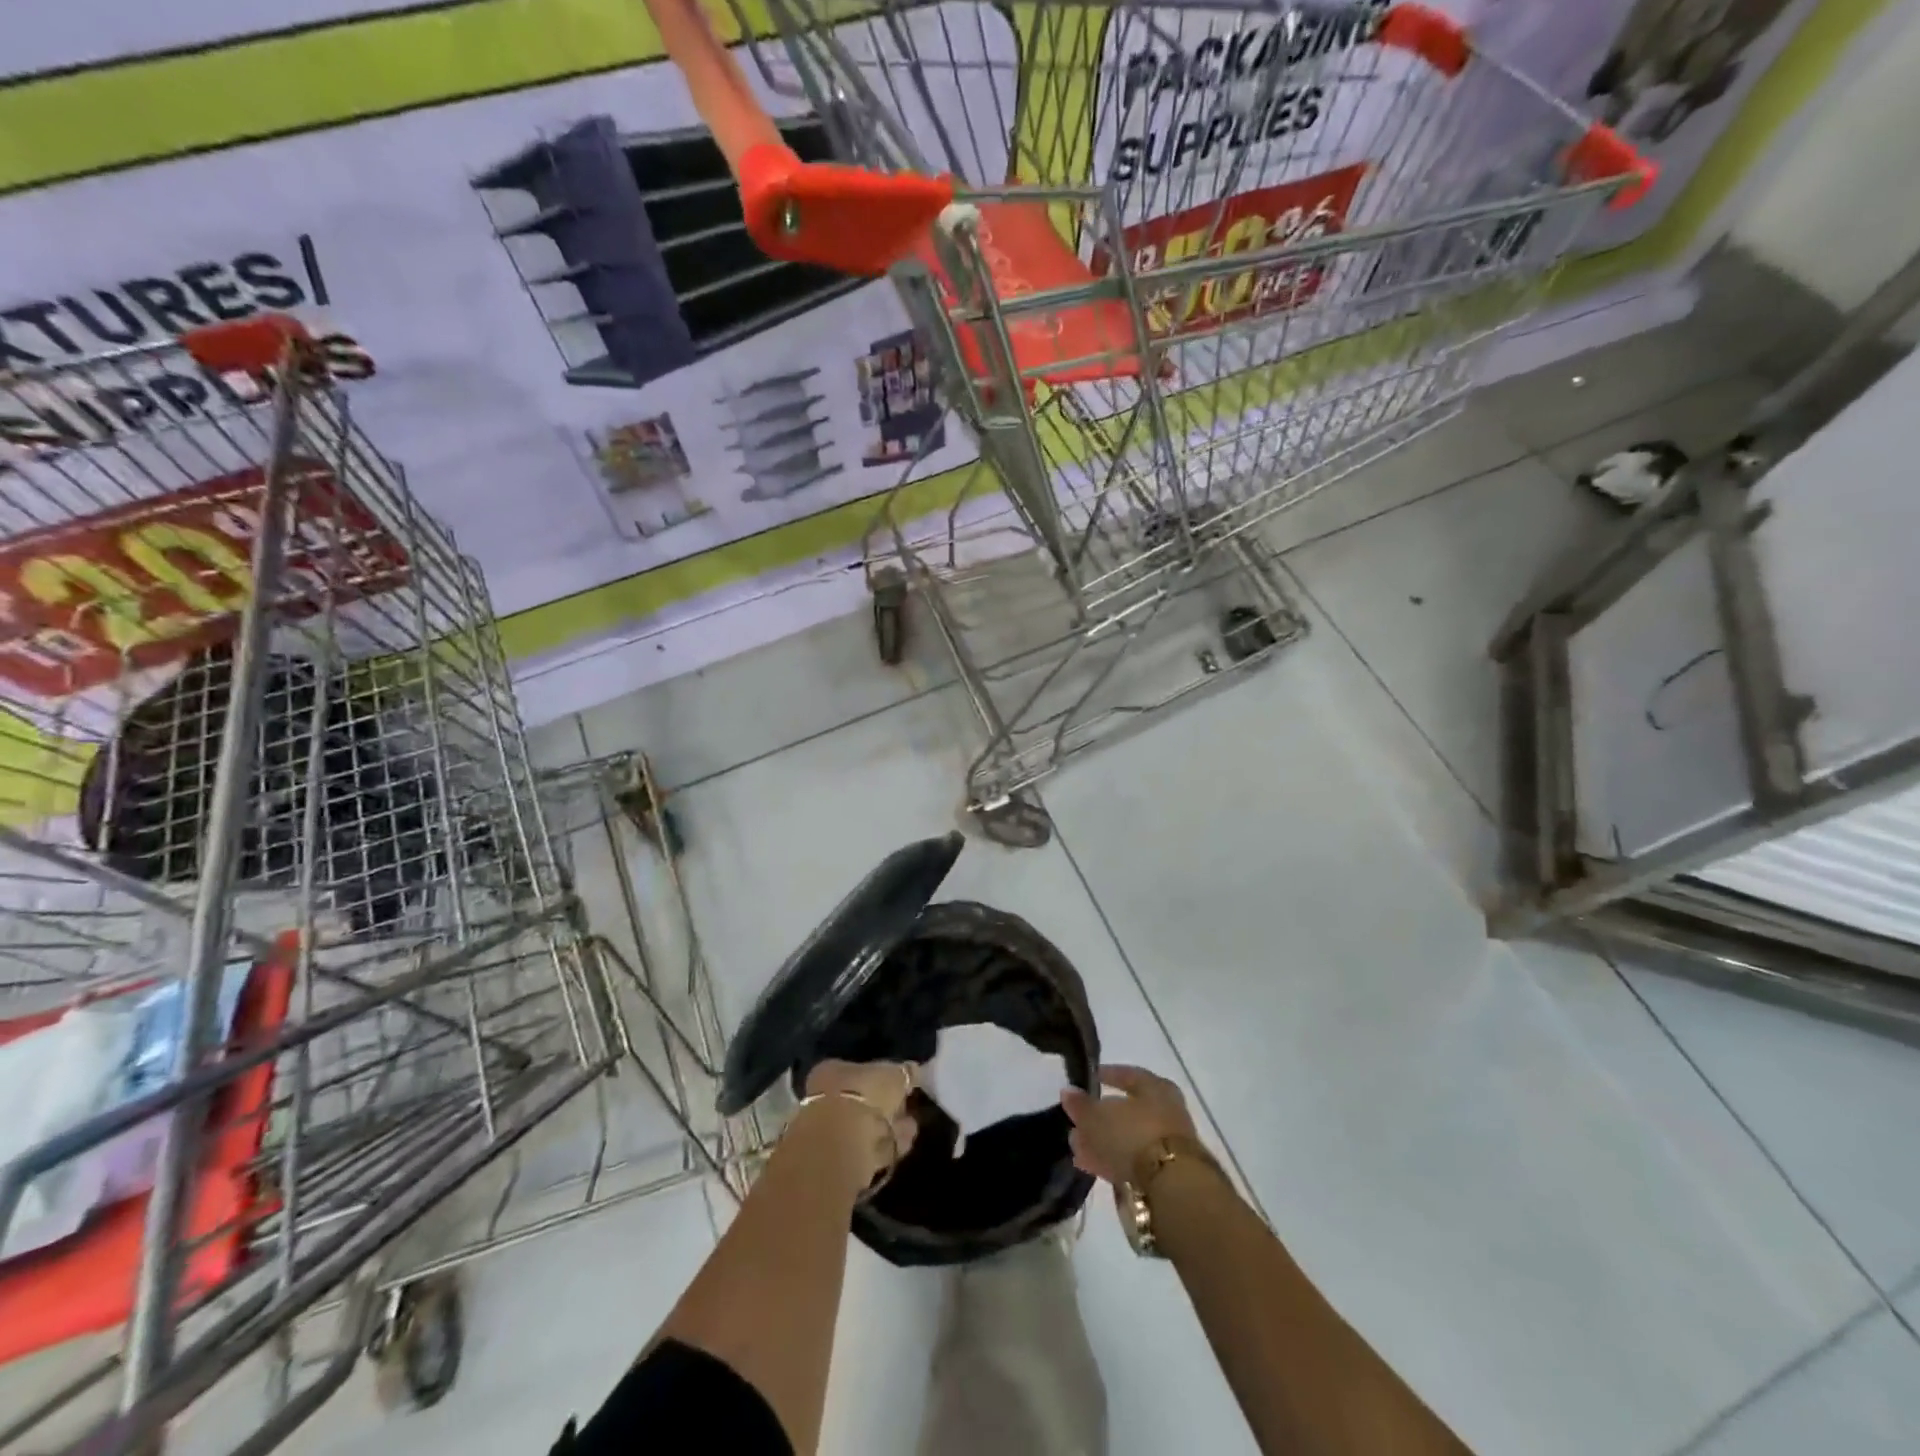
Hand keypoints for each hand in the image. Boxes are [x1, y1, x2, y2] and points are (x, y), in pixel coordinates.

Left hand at [800, 1058, 920, 1188]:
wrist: (842, 1144)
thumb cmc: (865, 1094)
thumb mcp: (894, 1074)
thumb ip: (906, 1072)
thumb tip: (913, 1071)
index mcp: (833, 1071)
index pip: (862, 1072)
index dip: (886, 1079)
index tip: (906, 1088)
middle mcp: (826, 1098)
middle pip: (865, 1101)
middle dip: (890, 1108)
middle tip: (910, 1111)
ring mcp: (831, 1131)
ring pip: (868, 1127)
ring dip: (892, 1128)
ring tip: (912, 1129)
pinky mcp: (840, 1160)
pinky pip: (869, 1149)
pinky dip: (887, 1146)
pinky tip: (903, 1145)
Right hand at [1061, 1064, 1199, 1185]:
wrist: (1172, 1187)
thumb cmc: (1134, 1135)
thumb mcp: (1098, 1116)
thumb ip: (1081, 1105)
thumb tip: (1068, 1091)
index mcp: (1155, 1087)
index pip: (1129, 1074)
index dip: (1109, 1075)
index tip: (1091, 1078)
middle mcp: (1166, 1111)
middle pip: (1128, 1110)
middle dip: (1101, 1116)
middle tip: (1078, 1121)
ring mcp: (1167, 1144)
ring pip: (1128, 1137)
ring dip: (1103, 1141)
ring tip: (1077, 1147)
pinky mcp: (1165, 1174)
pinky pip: (1132, 1160)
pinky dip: (1112, 1160)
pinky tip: (1090, 1165)